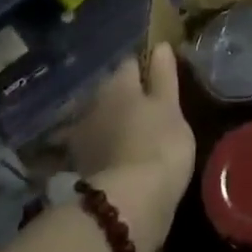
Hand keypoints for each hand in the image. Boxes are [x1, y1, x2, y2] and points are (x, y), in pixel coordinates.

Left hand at [62, 44, 195, 250]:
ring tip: (135, 132)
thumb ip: (164, 76)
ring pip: (101, 118)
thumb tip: (159, 46)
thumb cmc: (158, 146)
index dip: (146, 67)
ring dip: (113, 122)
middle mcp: (94, 102)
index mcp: (118, 83)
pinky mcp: (79, 166)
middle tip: (149, 106)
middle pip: (112, 90)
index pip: (131, 63)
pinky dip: (106, 147)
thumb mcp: (171, 107)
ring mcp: (82, 136)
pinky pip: (95, 146)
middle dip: (126, 95)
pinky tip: (120, 156)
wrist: (127, 206)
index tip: (160, 77)